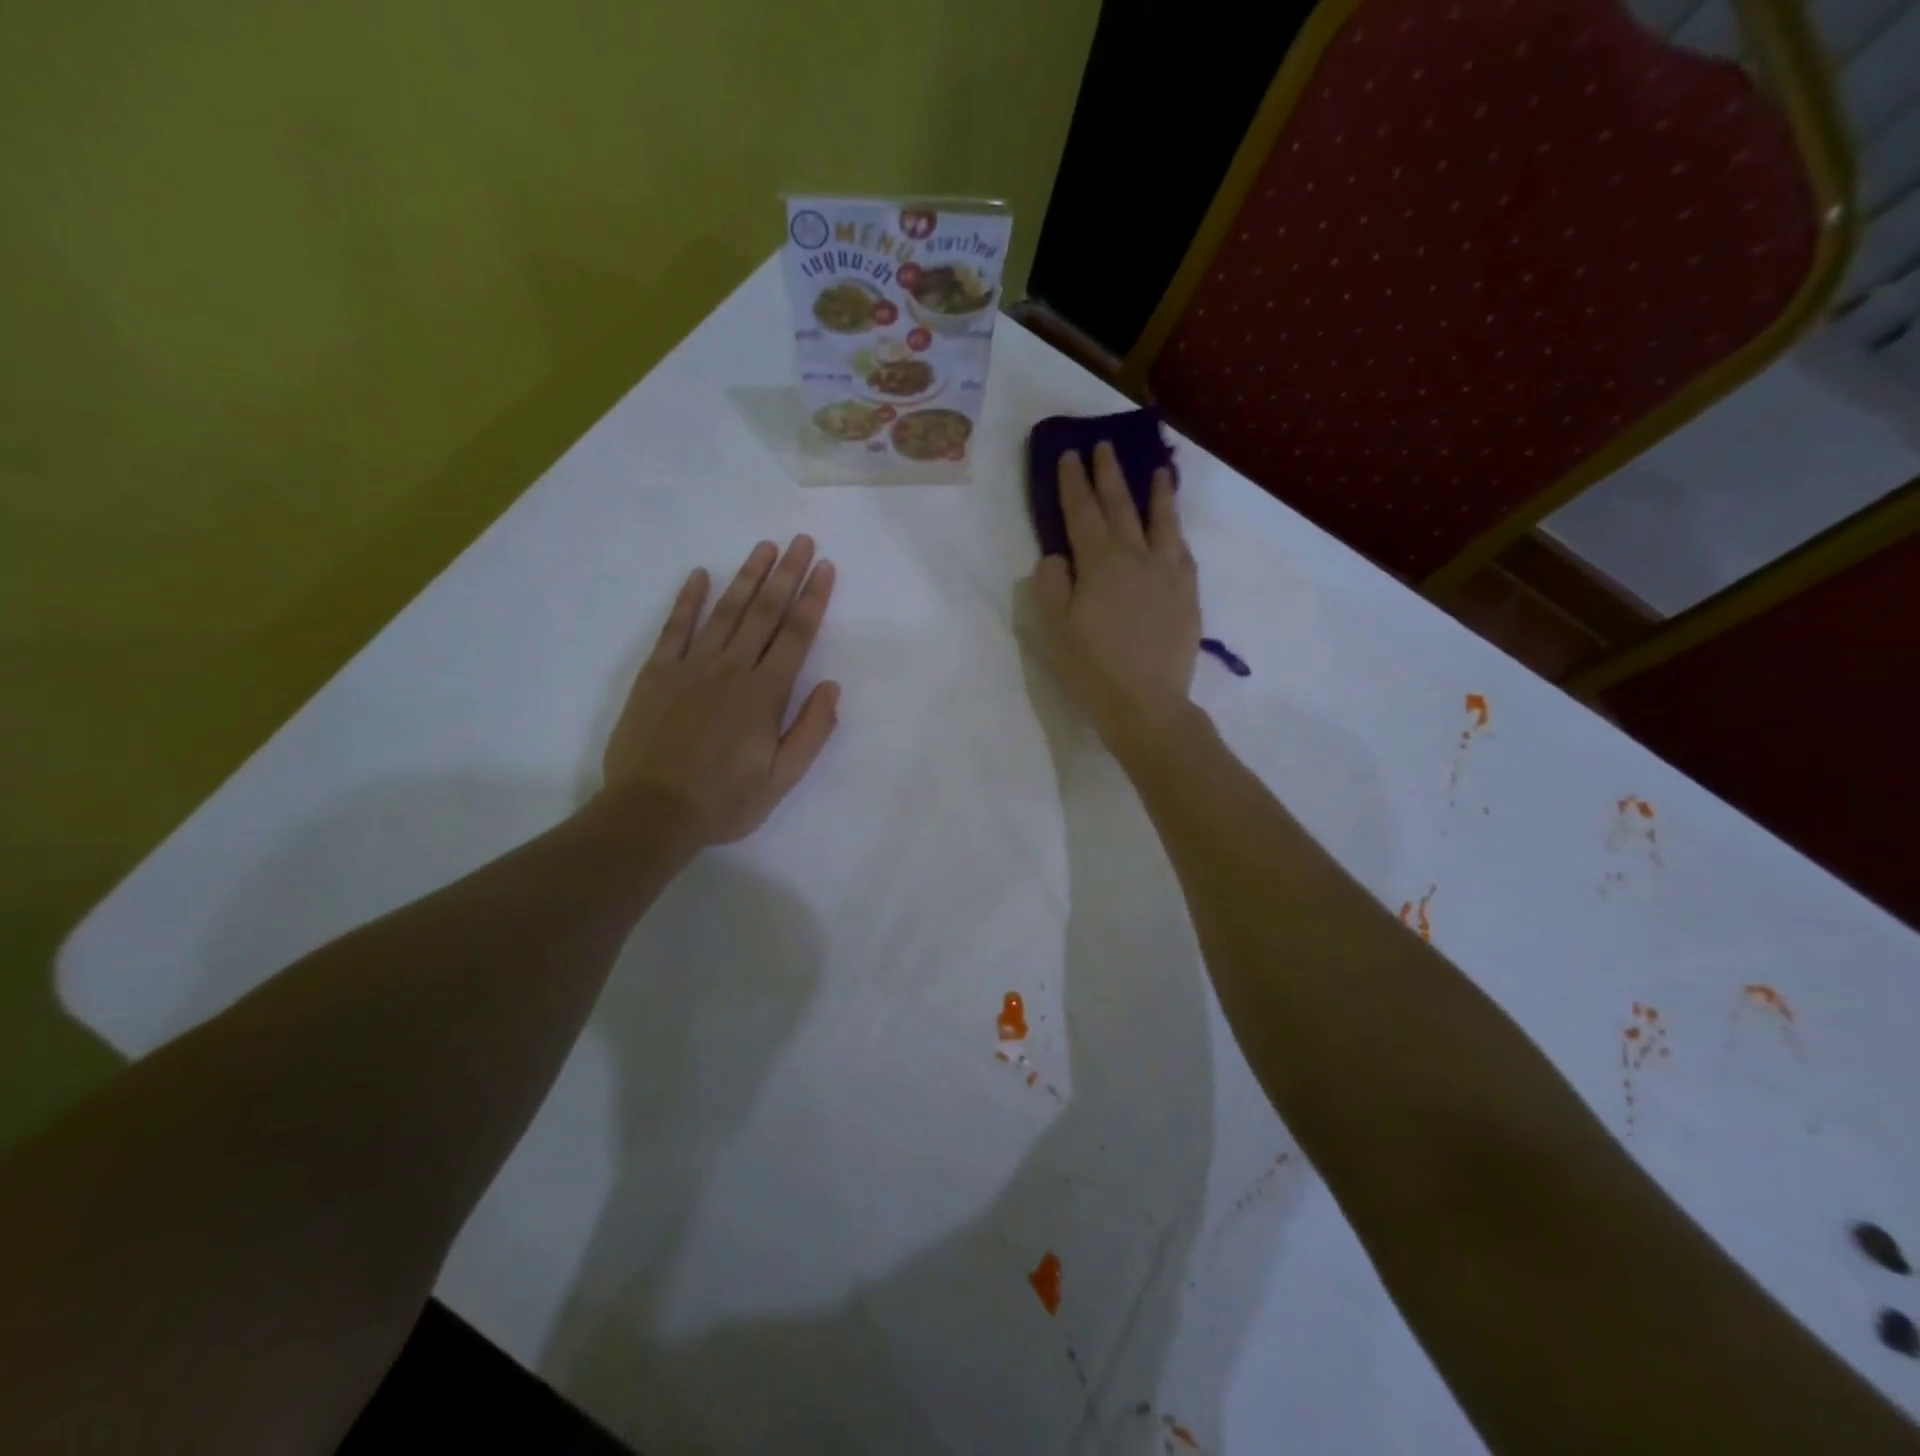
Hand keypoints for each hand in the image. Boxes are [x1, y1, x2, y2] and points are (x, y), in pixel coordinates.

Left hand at [604, 536, 839, 845]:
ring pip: (725, 612)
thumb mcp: (782, 779)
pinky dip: (688, 600)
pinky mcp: (656, 673)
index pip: (796, 636)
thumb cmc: (725, 801)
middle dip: (786, 575)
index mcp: (764, 695)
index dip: (813, 599)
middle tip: (801, 541)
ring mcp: (690, 667)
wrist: (652, 813)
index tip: (825, 568)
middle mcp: (730, 670)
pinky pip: (675, 628)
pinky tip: (700, 575)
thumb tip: (832, 687)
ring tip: (765, 547)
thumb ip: (811, 731)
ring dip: (747, 577)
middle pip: (764, 613)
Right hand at [1027, 441, 1199, 753]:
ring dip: (1157, 493)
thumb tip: (1056, 556)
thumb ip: (1050, 584)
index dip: (1073, 482)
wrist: (1146, 703)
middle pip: (1121, 507)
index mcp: (1099, 563)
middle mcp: (1136, 557)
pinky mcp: (1188, 594)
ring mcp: (1167, 573)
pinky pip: (1183, 551)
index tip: (1069, 454)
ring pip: (1162, 522)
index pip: (1081, 512)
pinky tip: (1176, 529)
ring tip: (1159, 470)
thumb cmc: (1091, 668)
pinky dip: (1177, 532)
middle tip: (1104, 446)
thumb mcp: (1054, 628)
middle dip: (1109, 475)